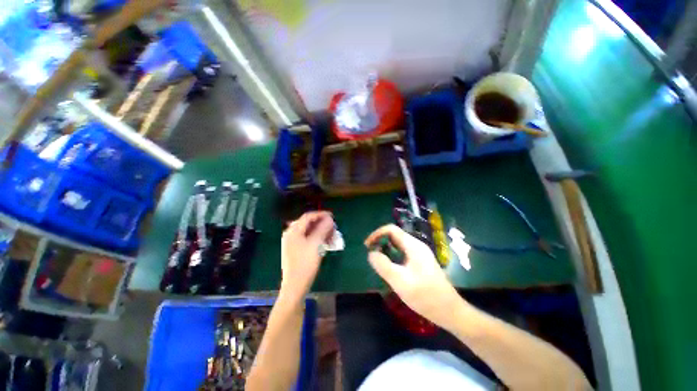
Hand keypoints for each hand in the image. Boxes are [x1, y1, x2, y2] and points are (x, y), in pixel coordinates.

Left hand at [280, 211, 334, 303]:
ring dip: (320, 231)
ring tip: (331, 235)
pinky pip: (307, 239)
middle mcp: (291, 235)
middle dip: (322, 224)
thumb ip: (323, 229)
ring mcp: (292, 243)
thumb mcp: (316, 244)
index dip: (321, 214)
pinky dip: (317, 238)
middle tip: (333, 226)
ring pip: (308, 232)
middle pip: (308, 224)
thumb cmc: (305, 263)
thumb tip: (329, 219)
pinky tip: (325, 242)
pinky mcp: (295, 250)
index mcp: (293, 231)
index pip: (308, 217)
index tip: (332, 216)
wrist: (295, 286)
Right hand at [365, 224, 464, 327]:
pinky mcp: (420, 263)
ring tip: (377, 261)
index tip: (367, 246)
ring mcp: (420, 254)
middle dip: (380, 242)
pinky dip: (392, 256)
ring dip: (386, 250)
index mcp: (413, 246)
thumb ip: (384, 266)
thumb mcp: (400, 281)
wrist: (450, 311)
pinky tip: (390, 269)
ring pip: (398, 245)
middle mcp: (417, 246)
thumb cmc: (425, 296)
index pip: (391, 230)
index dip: (377, 234)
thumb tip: (371, 253)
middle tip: (371, 254)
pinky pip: (402, 253)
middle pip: (394, 236)